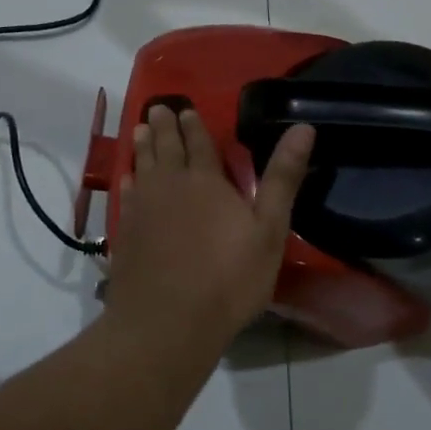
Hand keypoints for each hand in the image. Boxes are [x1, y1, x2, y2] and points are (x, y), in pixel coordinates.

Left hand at [106, 106, 314, 351]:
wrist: (168, 321)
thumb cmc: (228, 278)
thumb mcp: (268, 229)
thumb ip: (282, 178)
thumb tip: (303, 128)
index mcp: (206, 181)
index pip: (199, 144)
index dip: (194, 125)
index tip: (186, 109)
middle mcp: (170, 185)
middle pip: (166, 148)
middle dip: (165, 126)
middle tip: (159, 107)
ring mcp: (143, 208)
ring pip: (142, 165)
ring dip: (142, 145)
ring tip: (141, 129)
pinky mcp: (126, 232)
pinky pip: (127, 195)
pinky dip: (128, 180)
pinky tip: (128, 178)